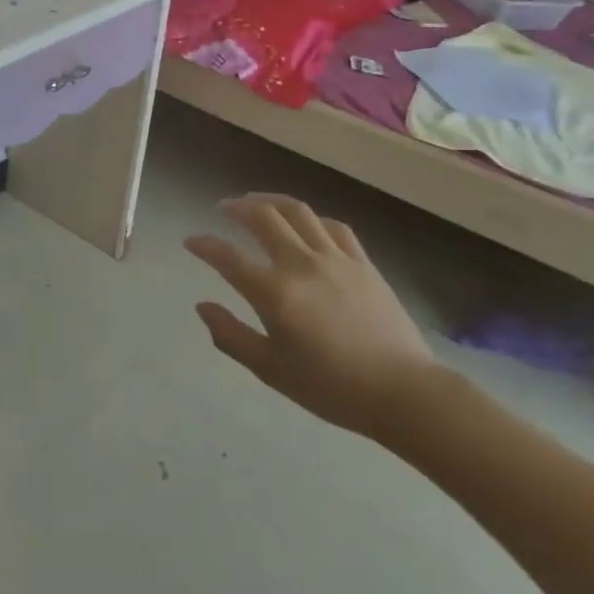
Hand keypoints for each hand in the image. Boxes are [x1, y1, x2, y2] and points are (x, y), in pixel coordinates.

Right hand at [186, 194, 437, 440]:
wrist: (403, 392)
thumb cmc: (331, 387)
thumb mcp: (270, 370)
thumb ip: (230, 335)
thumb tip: (202, 306)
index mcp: (274, 292)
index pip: (227, 257)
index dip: (204, 245)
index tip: (190, 242)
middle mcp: (301, 264)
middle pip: (263, 217)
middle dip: (237, 207)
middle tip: (224, 207)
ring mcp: (335, 259)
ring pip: (298, 212)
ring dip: (271, 201)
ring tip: (258, 202)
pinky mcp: (363, 263)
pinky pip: (334, 227)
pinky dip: (312, 219)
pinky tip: (306, 223)